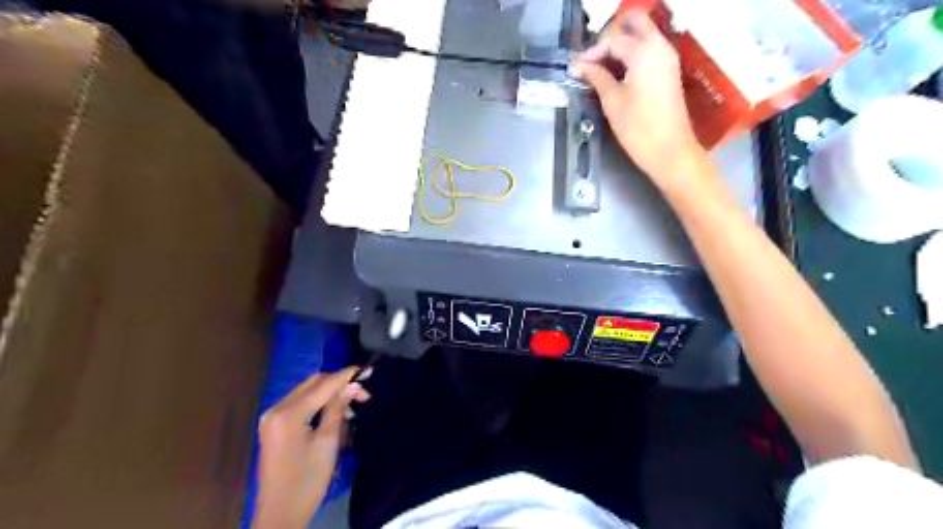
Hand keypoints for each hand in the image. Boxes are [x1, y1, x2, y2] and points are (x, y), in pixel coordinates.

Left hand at [255, 368, 372, 528]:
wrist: (279, 516)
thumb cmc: (307, 481)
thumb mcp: (327, 443)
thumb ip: (338, 409)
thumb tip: (352, 385)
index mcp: (288, 413)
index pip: (322, 385)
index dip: (346, 376)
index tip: (368, 370)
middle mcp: (276, 409)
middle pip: (312, 384)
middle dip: (338, 384)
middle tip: (362, 393)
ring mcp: (272, 417)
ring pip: (307, 392)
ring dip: (329, 394)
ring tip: (352, 407)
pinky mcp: (274, 426)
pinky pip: (300, 404)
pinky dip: (318, 404)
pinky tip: (334, 413)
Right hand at [579, 10, 702, 186]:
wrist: (670, 151)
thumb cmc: (638, 128)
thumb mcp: (612, 101)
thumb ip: (597, 77)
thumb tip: (580, 65)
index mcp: (644, 52)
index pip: (613, 39)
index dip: (592, 51)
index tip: (576, 67)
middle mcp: (659, 47)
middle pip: (635, 23)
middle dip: (611, 35)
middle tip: (592, 56)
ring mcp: (667, 58)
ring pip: (643, 35)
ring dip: (621, 43)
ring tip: (599, 66)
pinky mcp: (669, 71)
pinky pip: (648, 50)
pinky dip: (631, 54)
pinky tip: (615, 72)